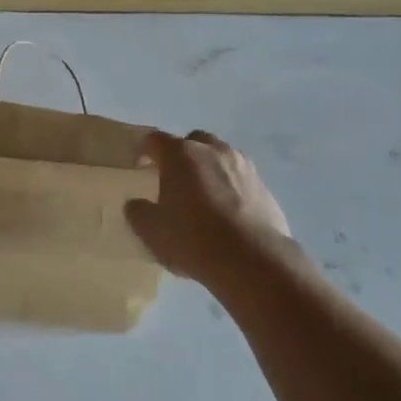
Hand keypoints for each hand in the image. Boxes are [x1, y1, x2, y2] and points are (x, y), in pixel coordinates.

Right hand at [125, 129, 290, 284]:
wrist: (252, 260)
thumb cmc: (193, 238)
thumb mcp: (152, 231)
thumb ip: (138, 212)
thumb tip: (136, 203)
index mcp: (180, 154)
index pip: (155, 140)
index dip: (145, 151)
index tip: (141, 166)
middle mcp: (212, 150)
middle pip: (192, 141)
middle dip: (182, 156)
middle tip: (176, 181)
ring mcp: (242, 165)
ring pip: (220, 157)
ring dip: (210, 169)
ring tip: (205, 197)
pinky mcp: (264, 186)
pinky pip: (240, 179)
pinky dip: (232, 188)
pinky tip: (229, 214)